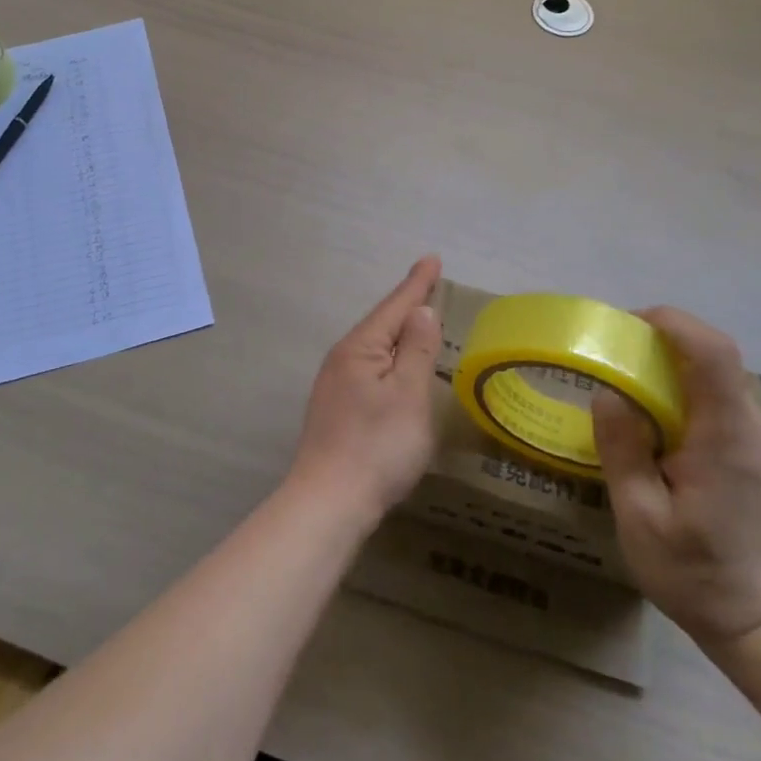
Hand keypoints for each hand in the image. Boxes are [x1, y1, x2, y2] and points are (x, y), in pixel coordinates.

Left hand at [286, 256, 443, 528]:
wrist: (329, 502)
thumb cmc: (377, 445)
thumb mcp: (408, 393)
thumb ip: (416, 349)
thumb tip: (420, 310)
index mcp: (360, 348)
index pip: (395, 306)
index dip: (417, 284)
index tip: (432, 259)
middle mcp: (342, 359)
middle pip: (380, 323)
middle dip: (406, 304)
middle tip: (429, 285)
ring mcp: (334, 385)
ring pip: (373, 347)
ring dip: (397, 332)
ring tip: (417, 320)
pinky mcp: (336, 410)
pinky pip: (369, 368)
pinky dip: (388, 358)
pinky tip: (395, 368)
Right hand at [592, 307, 760, 651]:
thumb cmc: (702, 576)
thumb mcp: (642, 519)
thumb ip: (623, 451)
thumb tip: (608, 394)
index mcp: (727, 435)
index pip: (712, 352)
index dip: (674, 322)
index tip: (630, 323)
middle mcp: (756, 427)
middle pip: (715, 360)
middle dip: (664, 345)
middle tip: (616, 360)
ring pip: (720, 382)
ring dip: (676, 373)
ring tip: (632, 395)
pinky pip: (725, 407)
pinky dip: (690, 398)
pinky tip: (662, 433)